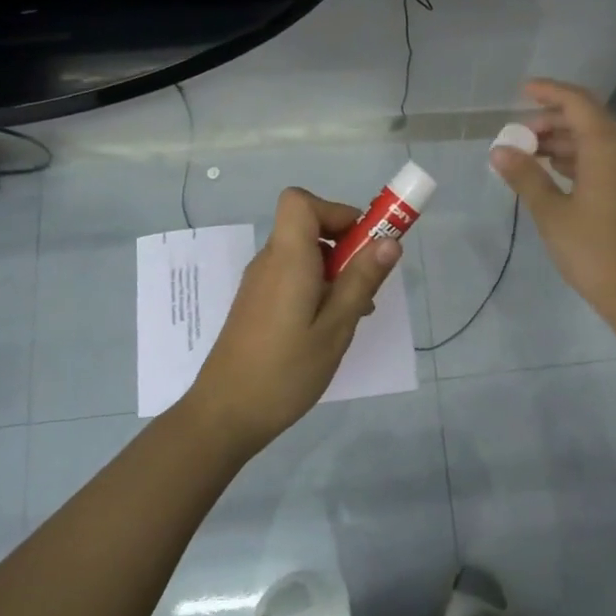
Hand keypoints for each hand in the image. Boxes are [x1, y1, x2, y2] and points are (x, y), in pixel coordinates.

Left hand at [181, 187, 400, 456]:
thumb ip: (361, 281)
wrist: (226, 414)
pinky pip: (291, 276)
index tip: (362, 242)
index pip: (300, 201)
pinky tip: (328, 327)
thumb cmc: (285, 371)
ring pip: (302, 254)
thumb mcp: (335, 328)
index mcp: (288, 259)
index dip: (334, 211)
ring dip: (334, 270)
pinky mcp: (256, 304)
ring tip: (354, 314)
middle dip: (344, 244)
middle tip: (368, 283)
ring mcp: (259, 283)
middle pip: (306, 226)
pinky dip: (316, 287)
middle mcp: (269, 262)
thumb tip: (389, 242)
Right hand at [491, 78, 615, 323]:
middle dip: (551, 121)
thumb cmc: (593, 250)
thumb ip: (525, 176)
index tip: (522, 91)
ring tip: (526, 153)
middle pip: (587, 118)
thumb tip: (499, 151)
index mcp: (608, 146)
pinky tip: (552, 171)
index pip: (577, 102)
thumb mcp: (551, 212)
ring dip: (562, 141)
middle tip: (517, 135)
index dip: (549, 92)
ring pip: (596, 140)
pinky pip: (604, 159)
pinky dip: (577, 158)